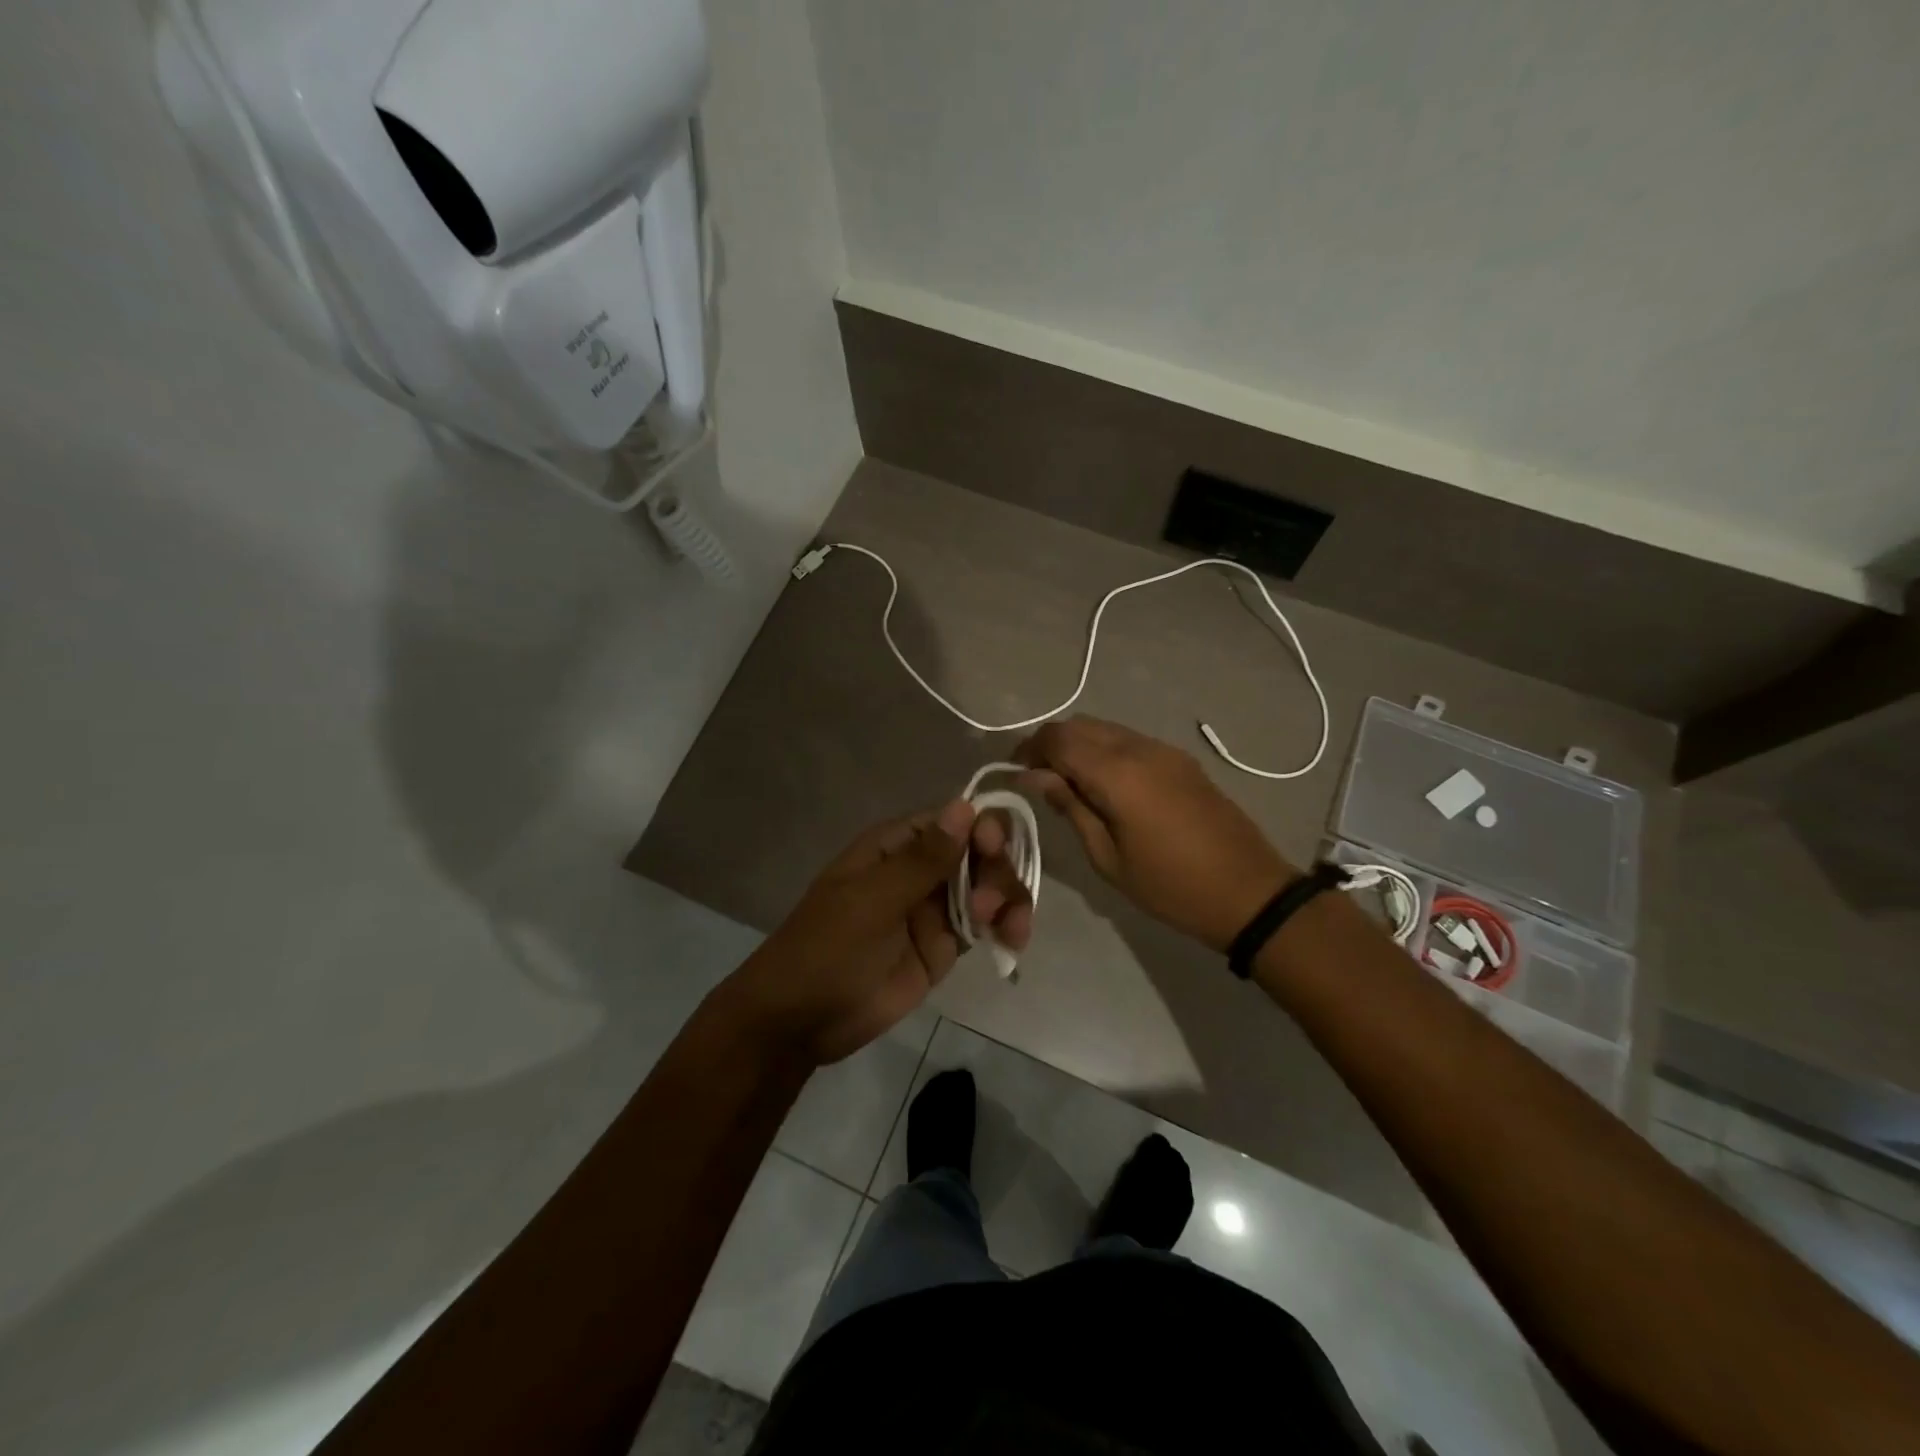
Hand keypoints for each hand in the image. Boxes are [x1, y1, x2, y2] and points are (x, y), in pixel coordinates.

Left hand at [722, 800, 1033, 1065]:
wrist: (801, 1021)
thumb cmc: (826, 949)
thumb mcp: (872, 902)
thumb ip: (923, 860)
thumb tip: (965, 806)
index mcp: (896, 846)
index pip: (953, 819)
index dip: (982, 826)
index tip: (992, 849)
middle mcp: (921, 868)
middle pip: (980, 851)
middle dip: (997, 870)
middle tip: (988, 906)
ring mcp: (934, 907)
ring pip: (989, 886)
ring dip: (1009, 898)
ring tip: (1011, 930)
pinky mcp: (944, 945)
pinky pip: (985, 924)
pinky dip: (1006, 926)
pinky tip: (1014, 940)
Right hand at [1015, 716, 1294, 951]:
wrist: (1249, 891)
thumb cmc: (1170, 885)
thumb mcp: (1107, 857)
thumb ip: (1070, 808)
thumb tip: (1035, 777)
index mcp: (1117, 773)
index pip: (1059, 739)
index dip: (1030, 749)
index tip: (1015, 773)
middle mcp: (1139, 748)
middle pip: (1081, 725)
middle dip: (1051, 744)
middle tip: (1036, 777)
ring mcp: (1164, 750)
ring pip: (1106, 729)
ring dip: (1079, 745)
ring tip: (1067, 782)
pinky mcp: (1181, 760)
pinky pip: (1130, 740)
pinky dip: (1105, 750)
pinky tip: (1104, 784)